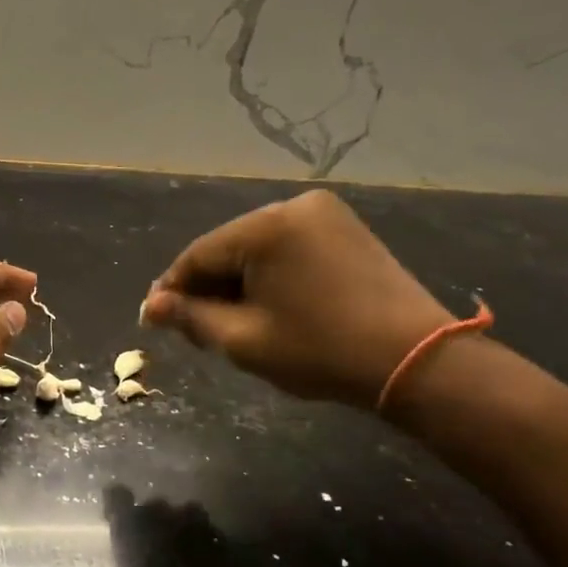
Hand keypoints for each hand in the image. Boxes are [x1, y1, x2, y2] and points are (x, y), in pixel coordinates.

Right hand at [140, 191, 452, 408]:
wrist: (416, 360)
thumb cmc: (320, 351)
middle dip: (207, 287)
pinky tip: (264, 305)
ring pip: (257, 249)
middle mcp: (293, 206)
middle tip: (190, 327)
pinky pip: (287, 249)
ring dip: (237, 282)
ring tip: (226, 321)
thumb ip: (191, 318)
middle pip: (228, 248)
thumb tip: (151, 307)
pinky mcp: (345, 230)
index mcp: (266, 227)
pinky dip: (268, 275)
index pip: (199, 255)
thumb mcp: (243, 340)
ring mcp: (325, 214)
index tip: (153, 319)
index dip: (172, 289)